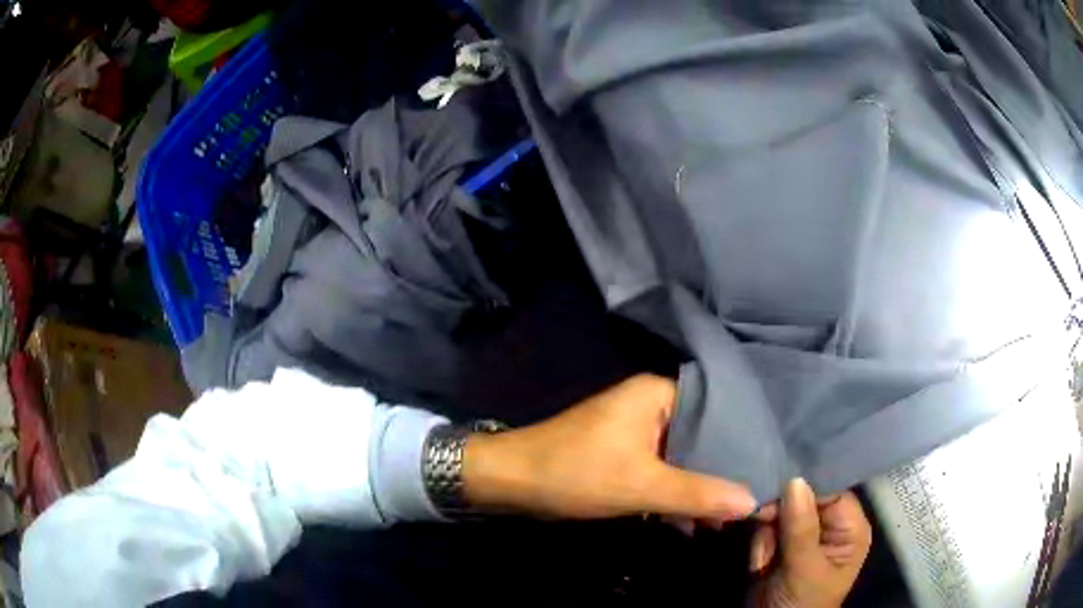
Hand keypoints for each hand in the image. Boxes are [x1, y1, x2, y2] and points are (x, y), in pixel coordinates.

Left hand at [461, 374, 756, 520]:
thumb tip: (752, 501)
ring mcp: (634, 429)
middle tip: (751, 499)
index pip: (717, 410)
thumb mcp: (643, 487)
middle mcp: (649, 404)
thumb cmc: (576, 473)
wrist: (510, 481)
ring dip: (698, 486)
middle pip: (700, 435)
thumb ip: (698, 494)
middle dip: (721, 470)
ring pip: (680, 455)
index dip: (743, 440)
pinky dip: (674, 491)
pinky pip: (659, 468)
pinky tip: (692, 520)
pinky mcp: (621, 452)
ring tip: (726, 517)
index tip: (766, 467)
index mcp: (657, 394)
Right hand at [750, 479, 871, 607]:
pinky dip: (759, 544)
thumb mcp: (804, 570)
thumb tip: (795, 479)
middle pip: (804, 499)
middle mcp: (830, 527)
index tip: (776, 492)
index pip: (831, 491)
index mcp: (849, 528)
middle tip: (765, 535)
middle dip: (780, 518)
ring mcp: (805, 536)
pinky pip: (767, 529)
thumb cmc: (801, 604)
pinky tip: (759, 564)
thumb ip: (801, 528)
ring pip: (781, 513)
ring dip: (766, 536)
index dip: (805, 489)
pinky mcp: (782, 545)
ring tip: (763, 562)